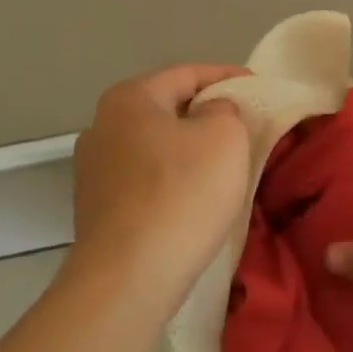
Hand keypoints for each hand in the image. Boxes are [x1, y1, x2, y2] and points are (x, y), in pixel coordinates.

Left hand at [71, 65, 250, 298]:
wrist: (129, 278)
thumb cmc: (182, 194)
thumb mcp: (225, 137)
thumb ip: (225, 109)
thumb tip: (212, 113)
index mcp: (129, 98)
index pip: (187, 74)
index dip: (228, 76)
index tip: (259, 88)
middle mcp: (101, 126)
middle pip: (167, 108)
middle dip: (207, 113)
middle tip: (246, 125)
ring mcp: (93, 170)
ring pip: (156, 146)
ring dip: (189, 149)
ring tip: (226, 163)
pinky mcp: (97, 209)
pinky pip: (146, 179)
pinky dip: (173, 179)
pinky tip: (196, 196)